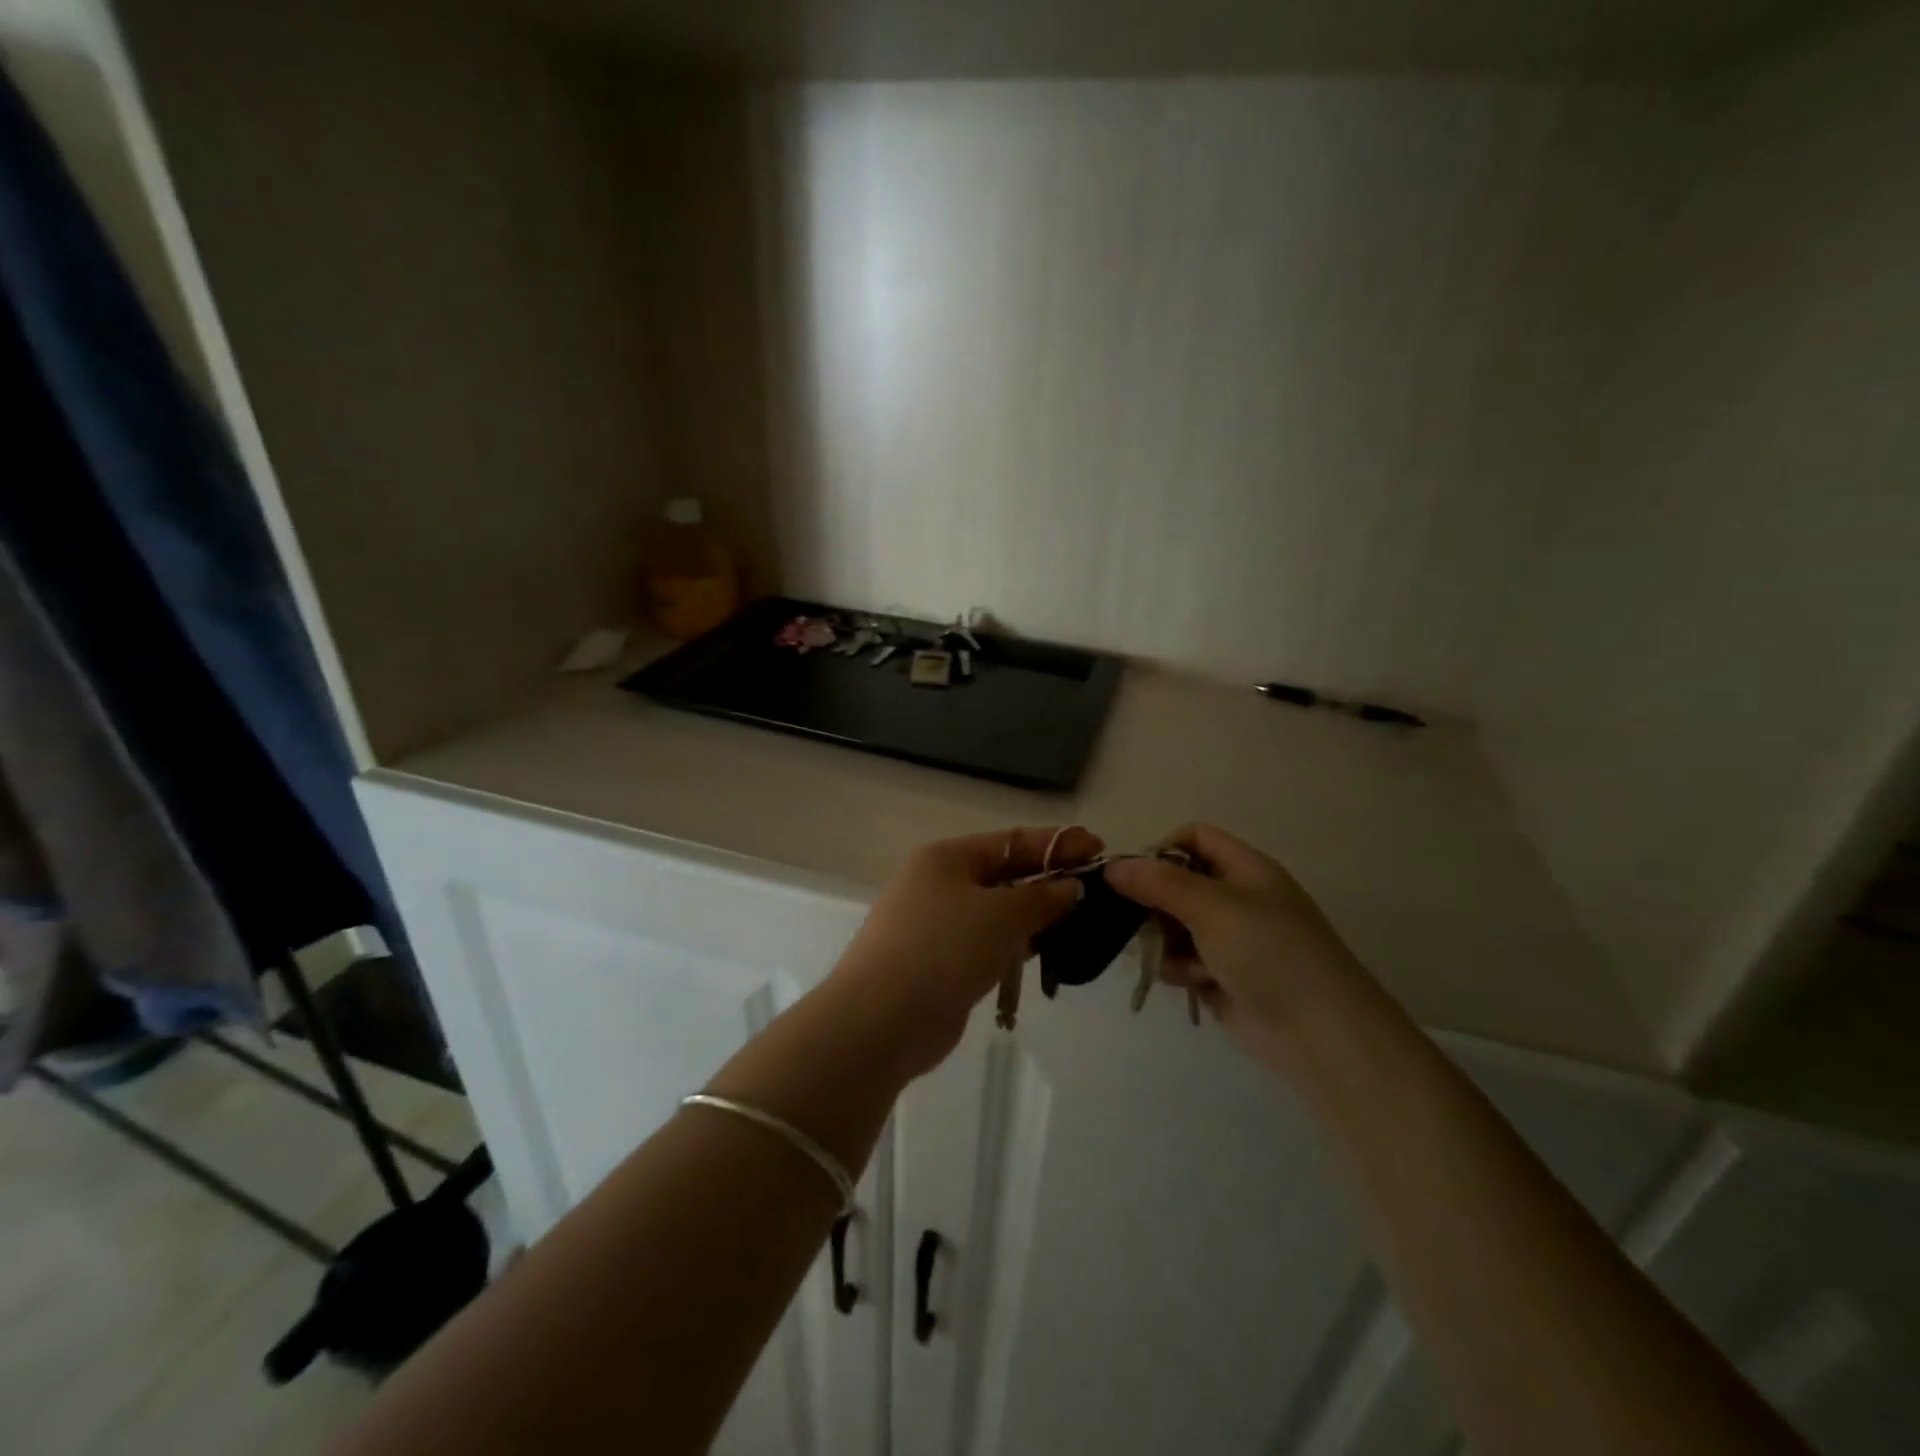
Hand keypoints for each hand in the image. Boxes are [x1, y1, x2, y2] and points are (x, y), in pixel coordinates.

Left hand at [827, 826, 1099, 1078]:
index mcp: (946, 858)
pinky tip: (1046, 953)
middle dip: (1047, 880)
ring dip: (1035, 916)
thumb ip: (1041, 897)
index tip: (1097, 847)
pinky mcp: (941, 964)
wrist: (881, 1021)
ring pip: (997, 913)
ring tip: (1081, 921)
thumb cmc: (942, 949)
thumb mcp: (1000, 915)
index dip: (1055, 844)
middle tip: (1095, 888)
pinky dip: (1015, 946)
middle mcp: (938, 884)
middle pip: (1004, 875)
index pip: (1010, 841)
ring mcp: (937, 926)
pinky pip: (987, 944)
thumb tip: (1070, 886)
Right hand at [1104, 824, 1373, 1068]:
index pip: (1194, 838)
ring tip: (1173, 956)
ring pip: (1173, 924)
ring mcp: (1228, 939)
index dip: (1162, 849)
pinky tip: (1190, 981)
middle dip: (1154, 900)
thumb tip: (1112, 866)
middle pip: (1177, 882)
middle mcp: (1235, 898)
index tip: (1136, 875)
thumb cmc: (1268, 951)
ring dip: (1164, 938)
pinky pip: (1181, 960)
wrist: (1318, 1031)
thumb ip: (1158, 883)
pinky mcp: (1220, 975)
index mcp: (1244, 869)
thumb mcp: (1212, 906)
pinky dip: (1178, 968)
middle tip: (1135, 918)